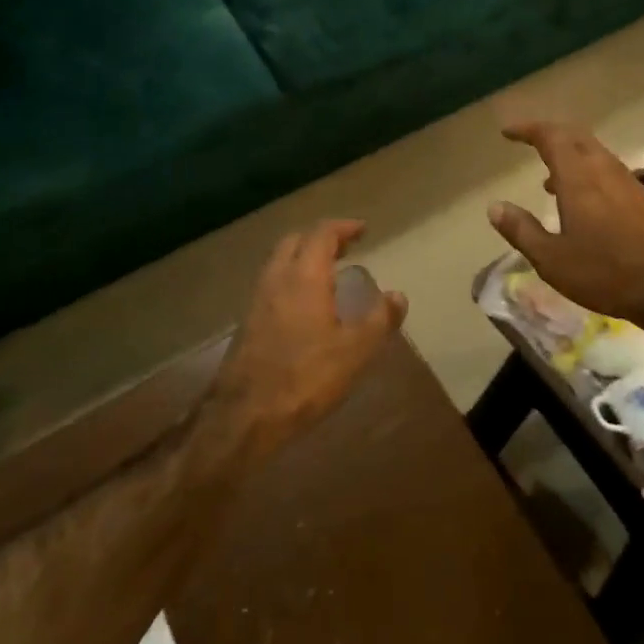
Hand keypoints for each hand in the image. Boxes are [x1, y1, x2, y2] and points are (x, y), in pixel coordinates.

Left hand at [208, 220, 406, 459]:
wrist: (245, 416)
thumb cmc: (305, 378)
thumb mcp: (355, 352)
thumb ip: (379, 320)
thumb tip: (398, 295)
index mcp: (304, 276)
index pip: (322, 234)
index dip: (343, 227)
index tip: (363, 230)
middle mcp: (277, 278)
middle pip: (296, 240)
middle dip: (321, 237)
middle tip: (346, 248)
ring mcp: (257, 299)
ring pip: (279, 261)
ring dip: (303, 257)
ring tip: (328, 273)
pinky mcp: (247, 321)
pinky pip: (271, 283)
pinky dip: (291, 278)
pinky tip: (304, 304)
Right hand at [489, 122, 643, 335]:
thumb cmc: (606, 273)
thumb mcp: (552, 260)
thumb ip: (521, 230)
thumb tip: (495, 207)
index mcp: (579, 177)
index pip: (550, 136)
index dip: (528, 129)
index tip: (508, 132)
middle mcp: (604, 169)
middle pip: (575, 136)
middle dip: (549, 135)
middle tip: (528, 143)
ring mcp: (628, 182)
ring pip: (594, 153)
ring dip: (570, 156)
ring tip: (549, 181)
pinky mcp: (643, 198)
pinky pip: (608, 170)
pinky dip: (588, 172)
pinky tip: (582, 203)